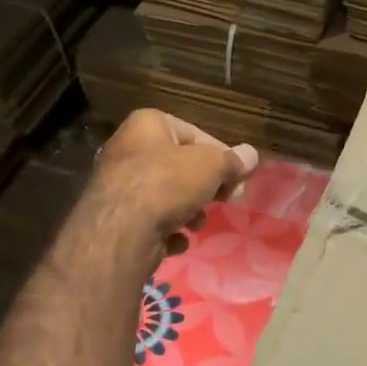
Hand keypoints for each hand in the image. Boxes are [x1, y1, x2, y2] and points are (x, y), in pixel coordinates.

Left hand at [90, 109, 259, 259]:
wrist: (122, 230)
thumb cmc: (167, 183)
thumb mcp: (211, 166)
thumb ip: (232, 161)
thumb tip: (251, 155)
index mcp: (147, 125)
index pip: (194, 133)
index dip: (220, 155)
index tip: (238, 176)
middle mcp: (127, 149)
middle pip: (179, 166)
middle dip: (204, 186)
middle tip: (226, 200)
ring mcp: (118, 185)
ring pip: (165, 195)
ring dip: (188, 211)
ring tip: (197, 224)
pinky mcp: (115, 218)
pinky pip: (150, 221)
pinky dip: (167, 231)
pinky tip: (177, 240)